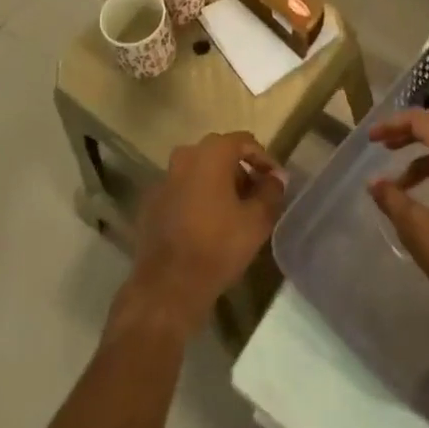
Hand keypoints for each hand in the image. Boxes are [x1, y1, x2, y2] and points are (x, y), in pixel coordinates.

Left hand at [111, 131, 286, 340]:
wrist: (167, 286)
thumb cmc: (217, 246)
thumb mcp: (257, 220)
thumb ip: (271, 192)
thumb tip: (277, 178)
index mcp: (211, 153)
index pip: (244, 141)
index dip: (264, 160)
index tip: (276, 182)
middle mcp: (184, 156)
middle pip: (220, 154)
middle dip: (241, 172)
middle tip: (256, 197)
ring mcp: (164, 178)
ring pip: (199, 172)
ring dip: (218, 185)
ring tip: (234, 213)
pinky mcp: (151, 202)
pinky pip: (182, 190)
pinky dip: (197, 199)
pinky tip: (207, 225)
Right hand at [368, 110, 428, 335]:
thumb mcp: (419, 231)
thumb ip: (393, 201)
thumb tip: (373, 182)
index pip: (423, 122)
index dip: (394, 124)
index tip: (372, 139)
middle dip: (408, 132)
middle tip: (384, 145)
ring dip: (421, 156)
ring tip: (398, 182)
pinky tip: (423, 198)